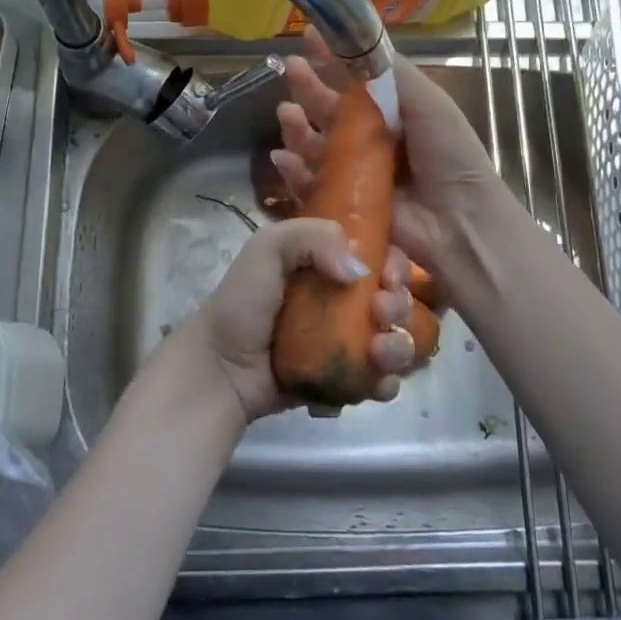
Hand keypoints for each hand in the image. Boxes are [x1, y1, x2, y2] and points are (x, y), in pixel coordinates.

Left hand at [163, 218, 420, 422]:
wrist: (220, 368)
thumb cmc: (242, 303)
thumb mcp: (267, 248)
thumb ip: (312, 238)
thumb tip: (361, 270)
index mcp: (329, 265)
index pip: (381, 257)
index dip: (396, 264)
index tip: (389, 276)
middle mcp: (343, 301)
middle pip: (396, 300)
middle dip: (400, 304)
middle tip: (381, 311)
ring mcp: (345, 344)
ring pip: (396, 342)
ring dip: (400, 346)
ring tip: (379, 351)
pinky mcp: (343, 381)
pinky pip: (381, 381)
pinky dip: (387, 381)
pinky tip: (377, 381)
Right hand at [272, 29, 503, 277]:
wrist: (459, 221)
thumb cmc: (448, 154)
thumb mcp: (428, 101)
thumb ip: (391, 72)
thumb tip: (354, 41)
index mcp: (394, 112)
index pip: (356, 80)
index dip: (332, 58)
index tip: (308, 35)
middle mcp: (372, 139)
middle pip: (330, 110)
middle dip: (309, 88)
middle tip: (290, 68)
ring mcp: (355, 173)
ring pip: (315, 145)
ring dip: (297, 127)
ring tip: (287, 113)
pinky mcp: (343, 204)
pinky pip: (311, 184)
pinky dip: (294, 171)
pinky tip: (283, 158)